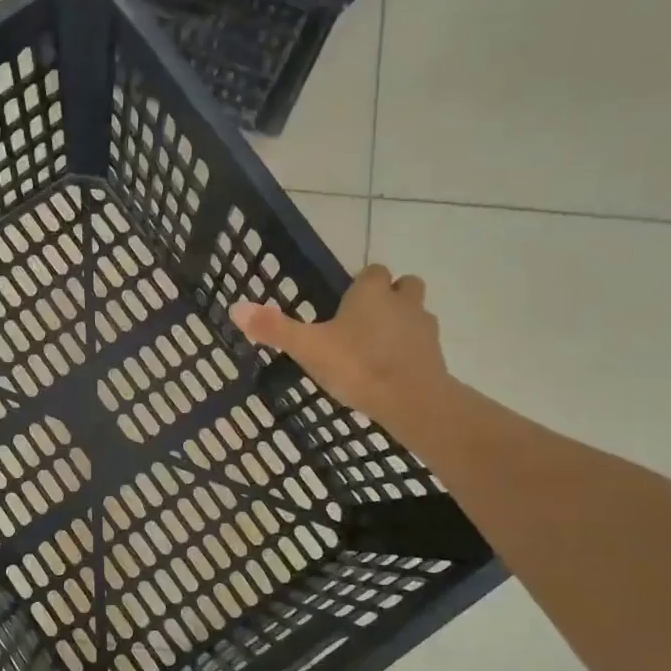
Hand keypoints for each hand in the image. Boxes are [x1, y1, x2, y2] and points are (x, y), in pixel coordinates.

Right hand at [231, 266, 448, 435]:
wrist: (412, 399)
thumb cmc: (357, 366)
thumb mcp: (307, 348)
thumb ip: (274, 328)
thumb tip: (235, 307)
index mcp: (371, 293)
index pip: (371, 271)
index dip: (360, 284)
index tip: (345, 303)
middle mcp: (402, 302)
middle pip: (403, 286)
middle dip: (389, 297)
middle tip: (365, 321)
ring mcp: (424, 327)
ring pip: (416, 313)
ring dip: (401, 323)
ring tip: (376, 348)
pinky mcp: (436, 354)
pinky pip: (422, 344)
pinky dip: (410, 351)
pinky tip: (391, 370)